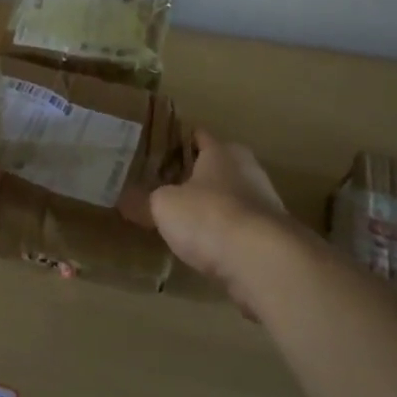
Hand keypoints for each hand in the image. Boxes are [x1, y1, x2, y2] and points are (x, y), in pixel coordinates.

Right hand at [121, 131, 300, 310]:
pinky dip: (228, 237)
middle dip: (198, 176)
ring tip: (187, 222)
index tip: (160, 149)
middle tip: (169, 187)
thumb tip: (122, 199)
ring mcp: (266, 204)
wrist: (262, 261)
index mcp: (222, 151)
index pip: (199, 135)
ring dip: (215, 208)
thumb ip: (143, 201)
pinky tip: (210, 251)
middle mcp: (248, 169)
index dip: (179, 141)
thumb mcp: (163, 207)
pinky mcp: (274, 238)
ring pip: (233, 199)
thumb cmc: (208, 216)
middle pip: (219, 166)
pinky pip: (243, 230)